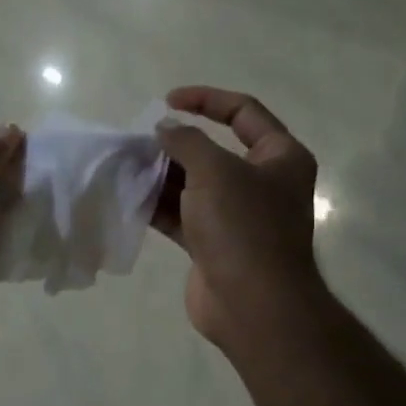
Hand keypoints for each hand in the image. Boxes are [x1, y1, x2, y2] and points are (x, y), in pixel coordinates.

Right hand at [154, 87, 323, 346]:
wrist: (253, 306)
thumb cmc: (243, 227)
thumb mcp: (215, 171)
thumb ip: (187, 141)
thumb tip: (165, 130)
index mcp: (280, 157)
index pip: (244, 112)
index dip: (206, 99)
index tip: (167, 101)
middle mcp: (262, 183)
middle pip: (213, 151)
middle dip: (175, 144)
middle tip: (137, 142)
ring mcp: (237, 216)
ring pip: (193, 185)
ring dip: (161, 175)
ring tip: (125, 166)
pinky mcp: (213, 244)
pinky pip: (182, 215)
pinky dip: (158, 205)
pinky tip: (129, 196)